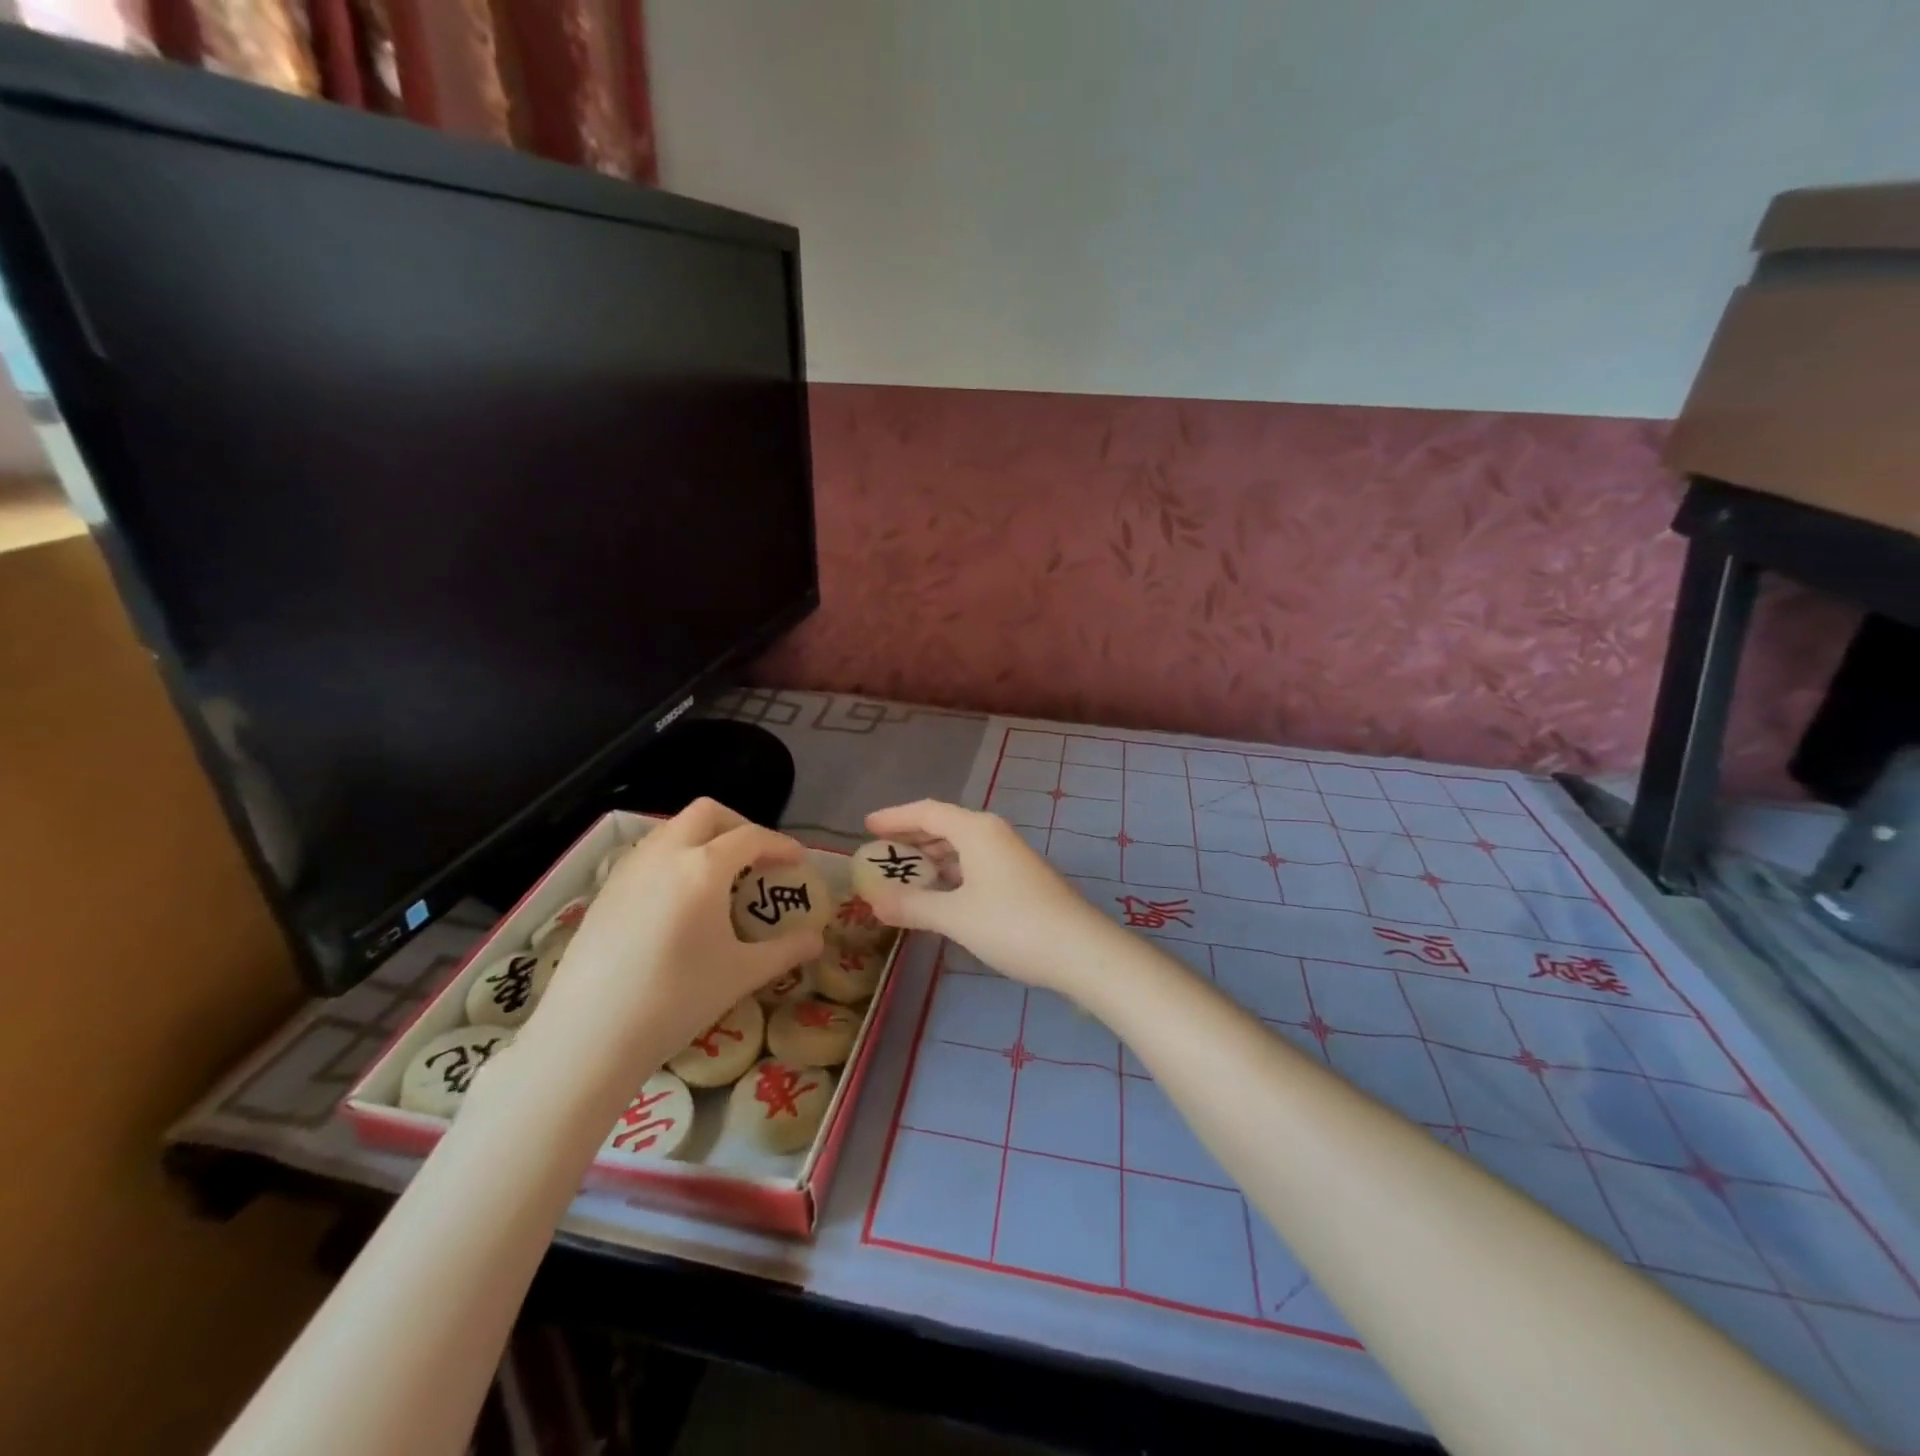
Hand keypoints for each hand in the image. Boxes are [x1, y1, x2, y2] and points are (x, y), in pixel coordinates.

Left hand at [528, 799, 823, 1081]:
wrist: (588, 1035)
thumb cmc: (676, 999)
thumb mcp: (741, 974)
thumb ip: (785, 951)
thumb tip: (817, 941)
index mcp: (703, 867)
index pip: (751, 837)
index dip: (780, 844)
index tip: (798, 861)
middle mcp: (664, 854)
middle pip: (706, 813)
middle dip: (738, 825)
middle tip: (757, 857)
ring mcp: (629, 870)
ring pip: (671, 829)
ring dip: (702, 838)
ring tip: (719, 877)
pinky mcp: (604, 891)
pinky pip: (648, 854)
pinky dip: (674, 858)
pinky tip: (678, 901)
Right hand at [859, 799, 1116, 995]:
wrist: (1081, 951)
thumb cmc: (1013, 925)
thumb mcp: (955, 917)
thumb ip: (912, 906)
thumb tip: (874, 901)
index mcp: (976, 830)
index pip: (927, 812)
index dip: (895, 817)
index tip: (866, 826)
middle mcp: (994, 834)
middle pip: (944, 826)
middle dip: (911, 838)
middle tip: (880, 854)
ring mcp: (1011, 857)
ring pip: (961, 847)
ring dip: (932, 858)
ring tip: (904, 874)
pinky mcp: (1021, 879)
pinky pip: (975, 865)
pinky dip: (951, 874)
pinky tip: (940, 895)